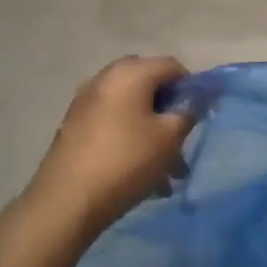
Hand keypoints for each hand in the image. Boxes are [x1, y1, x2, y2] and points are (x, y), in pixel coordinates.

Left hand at [22, 56, 193, 238]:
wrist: (67, 201)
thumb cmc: (127, 160)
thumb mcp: (170, 137)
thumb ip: (187, 113)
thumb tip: (191, 103)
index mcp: (131, 73)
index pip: (172, 66)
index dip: (191, 87)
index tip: (199, 115)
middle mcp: (105, 79)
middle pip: (148, 84)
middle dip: (168, 108)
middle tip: (180, 135)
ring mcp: (85, 102)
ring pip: (130, 108)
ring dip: (150, 130)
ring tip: (166, 169)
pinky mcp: (74, 126)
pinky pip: (112, 123)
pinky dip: (129, 138)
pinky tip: (140, 171)